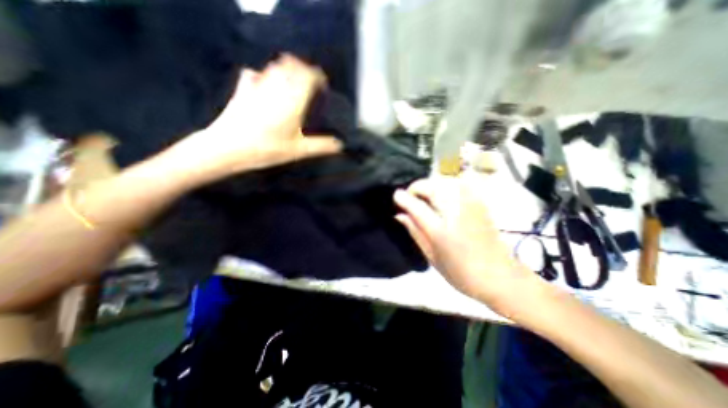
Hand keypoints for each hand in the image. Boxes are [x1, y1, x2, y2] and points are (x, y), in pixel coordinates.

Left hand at [161, 54, 340, 183]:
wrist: (228, 147)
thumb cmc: (267, 149)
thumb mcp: (298, 151)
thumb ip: (321, 146)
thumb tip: (340, 146)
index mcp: (292, 101)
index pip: (307, 76)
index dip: (317, 76)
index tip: (323, 84)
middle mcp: (276, 87)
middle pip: (292, 66)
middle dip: (303, 69)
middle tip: (310, 81)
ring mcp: (257, 86)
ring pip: (274, 67)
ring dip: (286, 69)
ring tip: (293, 80)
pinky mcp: (242, 90)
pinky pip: (254, 74)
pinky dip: (263, 75)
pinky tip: (265, 83)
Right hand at [397, 176, 542, 315]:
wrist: (500, 276)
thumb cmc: (461, 273)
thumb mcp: (431, 256)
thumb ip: (415, 232)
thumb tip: (399, 215)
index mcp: (441, 231)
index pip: (416, 206)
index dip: (403, 198)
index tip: (396, 196)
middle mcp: (455, 212)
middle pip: (431, 186)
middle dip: (417, 187)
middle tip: (411, 198)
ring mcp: (470, 205)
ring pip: (445, 181)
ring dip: (431, 184)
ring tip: (425, 196)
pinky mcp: (479, 203)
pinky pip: (459, 183)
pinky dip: (446, 184)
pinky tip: (443, 194)